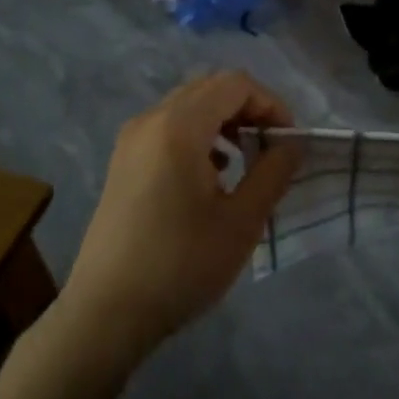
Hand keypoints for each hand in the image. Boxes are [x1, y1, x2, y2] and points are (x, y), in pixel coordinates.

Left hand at [61, 72, 300, 367]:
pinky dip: (199, 135)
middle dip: (249, 109)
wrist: (106, 314)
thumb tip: (292, 144)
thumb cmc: (180, 265)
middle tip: (271, 148)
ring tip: (245, 161)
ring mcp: (131, 140)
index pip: (236, 84)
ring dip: (225, 121)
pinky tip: (212, 174)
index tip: (288, 143)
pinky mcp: (123, 162)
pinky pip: (169, 127)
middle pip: (210, 88)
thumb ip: (273, 173)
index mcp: (179, 127)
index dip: (271, 104)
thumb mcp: (242, 221)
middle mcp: (151, 120)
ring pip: (189, 106)